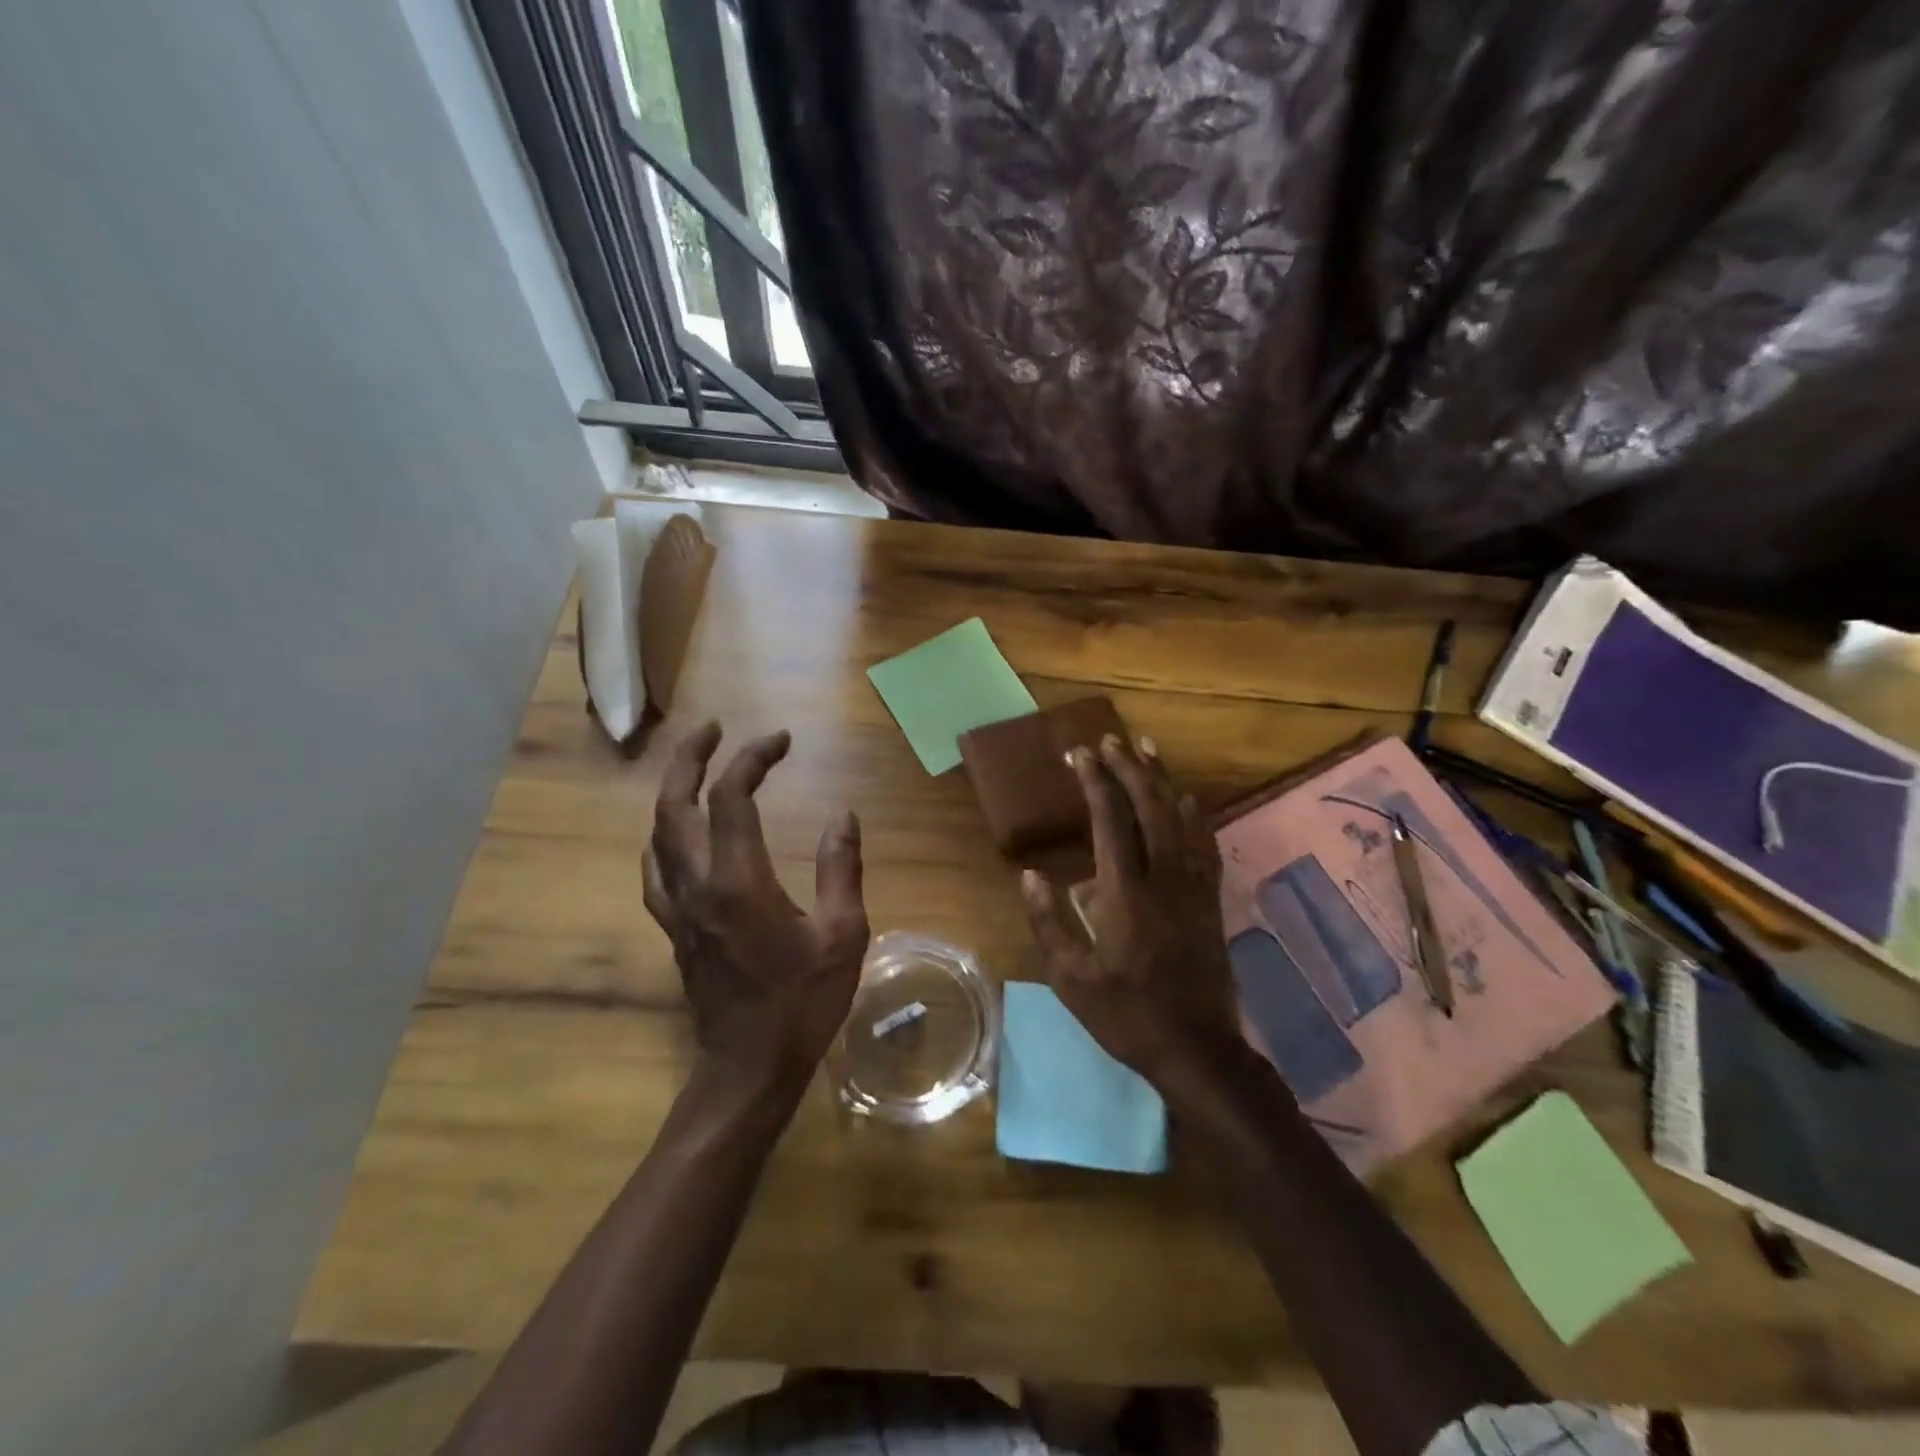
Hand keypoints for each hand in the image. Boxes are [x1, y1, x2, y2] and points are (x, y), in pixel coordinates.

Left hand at [643, 722, 869, 1093]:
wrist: (749, 1069)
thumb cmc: (802, 1003)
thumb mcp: (843, 935)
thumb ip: (842, 868)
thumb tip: (844, 815)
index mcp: (738, 881)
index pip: (733, 797)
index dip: (753, 759)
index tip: (781, 740)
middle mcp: (697, 885)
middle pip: (674, 805)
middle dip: (690, 758)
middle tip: (714, 730)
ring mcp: (677, 908)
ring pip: (657, 834)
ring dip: (673, 792)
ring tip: (698, 769)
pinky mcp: (674, 930)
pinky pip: (656, 869)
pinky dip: (665, 836)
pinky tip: (679, 835)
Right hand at [1019, 734, 1238, 1084]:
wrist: (1197, 1049)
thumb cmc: (1127, 1015)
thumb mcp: (1072, 979)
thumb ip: (1049, 923)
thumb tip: (1030, 875)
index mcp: (1125, 893)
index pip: (1111, 819)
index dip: (1095, 781)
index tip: (1079, 753)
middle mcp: (1163, 878)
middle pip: (1149, 807)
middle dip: (1128, 767)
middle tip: (1110, 739)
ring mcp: (1193, 887)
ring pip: (1180, 817)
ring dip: (1162, 779)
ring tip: (1148, 747)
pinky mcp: (1210, 900)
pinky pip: (1205, 844)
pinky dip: (1194, 813)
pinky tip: (1187, 797)